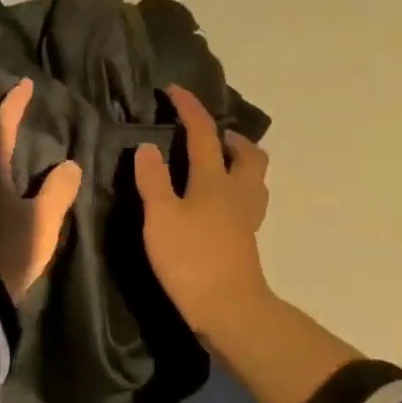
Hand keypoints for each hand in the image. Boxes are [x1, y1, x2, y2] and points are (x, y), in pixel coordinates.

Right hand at [133, 85, 271, 338]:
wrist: (230, 311)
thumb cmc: (191, 259)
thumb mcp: (161, 217)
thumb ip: (153, 179)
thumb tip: (147, 146)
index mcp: (214, 179)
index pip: (203, 132)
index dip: (189, 107)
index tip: (174, 90)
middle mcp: (237, 191)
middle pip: (248, 153)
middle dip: (230, 136)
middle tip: (208, 137)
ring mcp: (247, 217)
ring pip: (254, 177)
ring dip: (238, 162)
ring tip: (214, 165)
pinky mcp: (246, 239)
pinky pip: (248, 200)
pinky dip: (235, 189)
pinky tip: (215, 203)